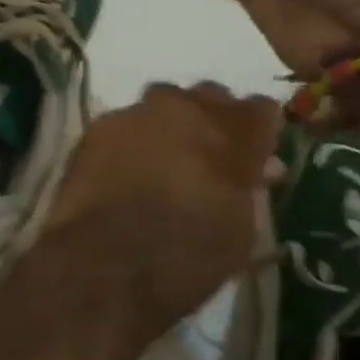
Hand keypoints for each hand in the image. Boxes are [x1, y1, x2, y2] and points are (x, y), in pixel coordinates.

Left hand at [32, 83, 280, 338]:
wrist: (105, 263)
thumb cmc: (186, 258)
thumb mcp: (239, 233)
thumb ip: (249, 189)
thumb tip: (258, 170)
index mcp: (233, 135)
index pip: (261, 109)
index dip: (258, 131)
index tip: (254, 153)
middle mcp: (187, 110)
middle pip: (209, 97)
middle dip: (212, 121)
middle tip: (206, 156)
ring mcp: (139, 113)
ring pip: (163, 102)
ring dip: (168, 124)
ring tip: (161, 160)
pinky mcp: (99, 126)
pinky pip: (125, 122)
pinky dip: (130, 140)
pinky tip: (123, 169)